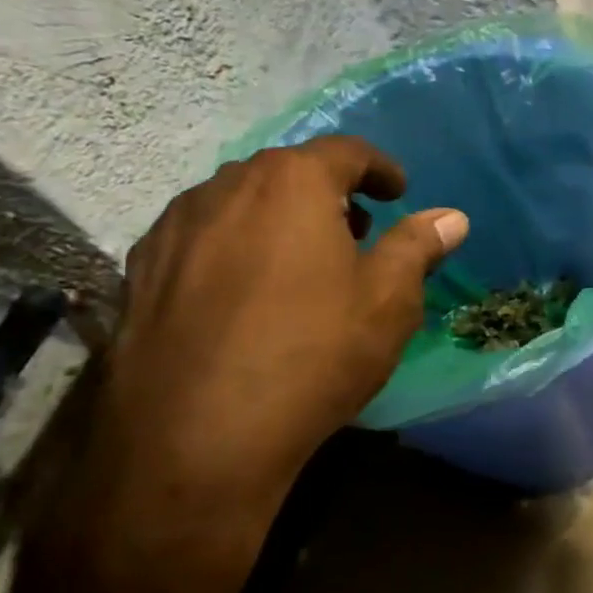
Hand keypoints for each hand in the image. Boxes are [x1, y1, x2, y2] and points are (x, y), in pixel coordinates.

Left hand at [30, 138, 466, 592]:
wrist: (194, 441)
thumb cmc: (312, 356)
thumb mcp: (388, 301)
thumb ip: (418, 246)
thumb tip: (451, 216)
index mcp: (292, 183)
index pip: (345, 152)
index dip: (379, 168)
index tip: (397, 192)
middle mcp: (226, 188)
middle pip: (288, 171)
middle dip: (328, 193)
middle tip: (356, 231)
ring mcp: (175, 228)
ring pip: (239, 202)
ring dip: (278, 217)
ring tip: (301, 262)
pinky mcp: (141, 271)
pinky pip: (201, 237)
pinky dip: (234, 245)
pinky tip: (245, 292)